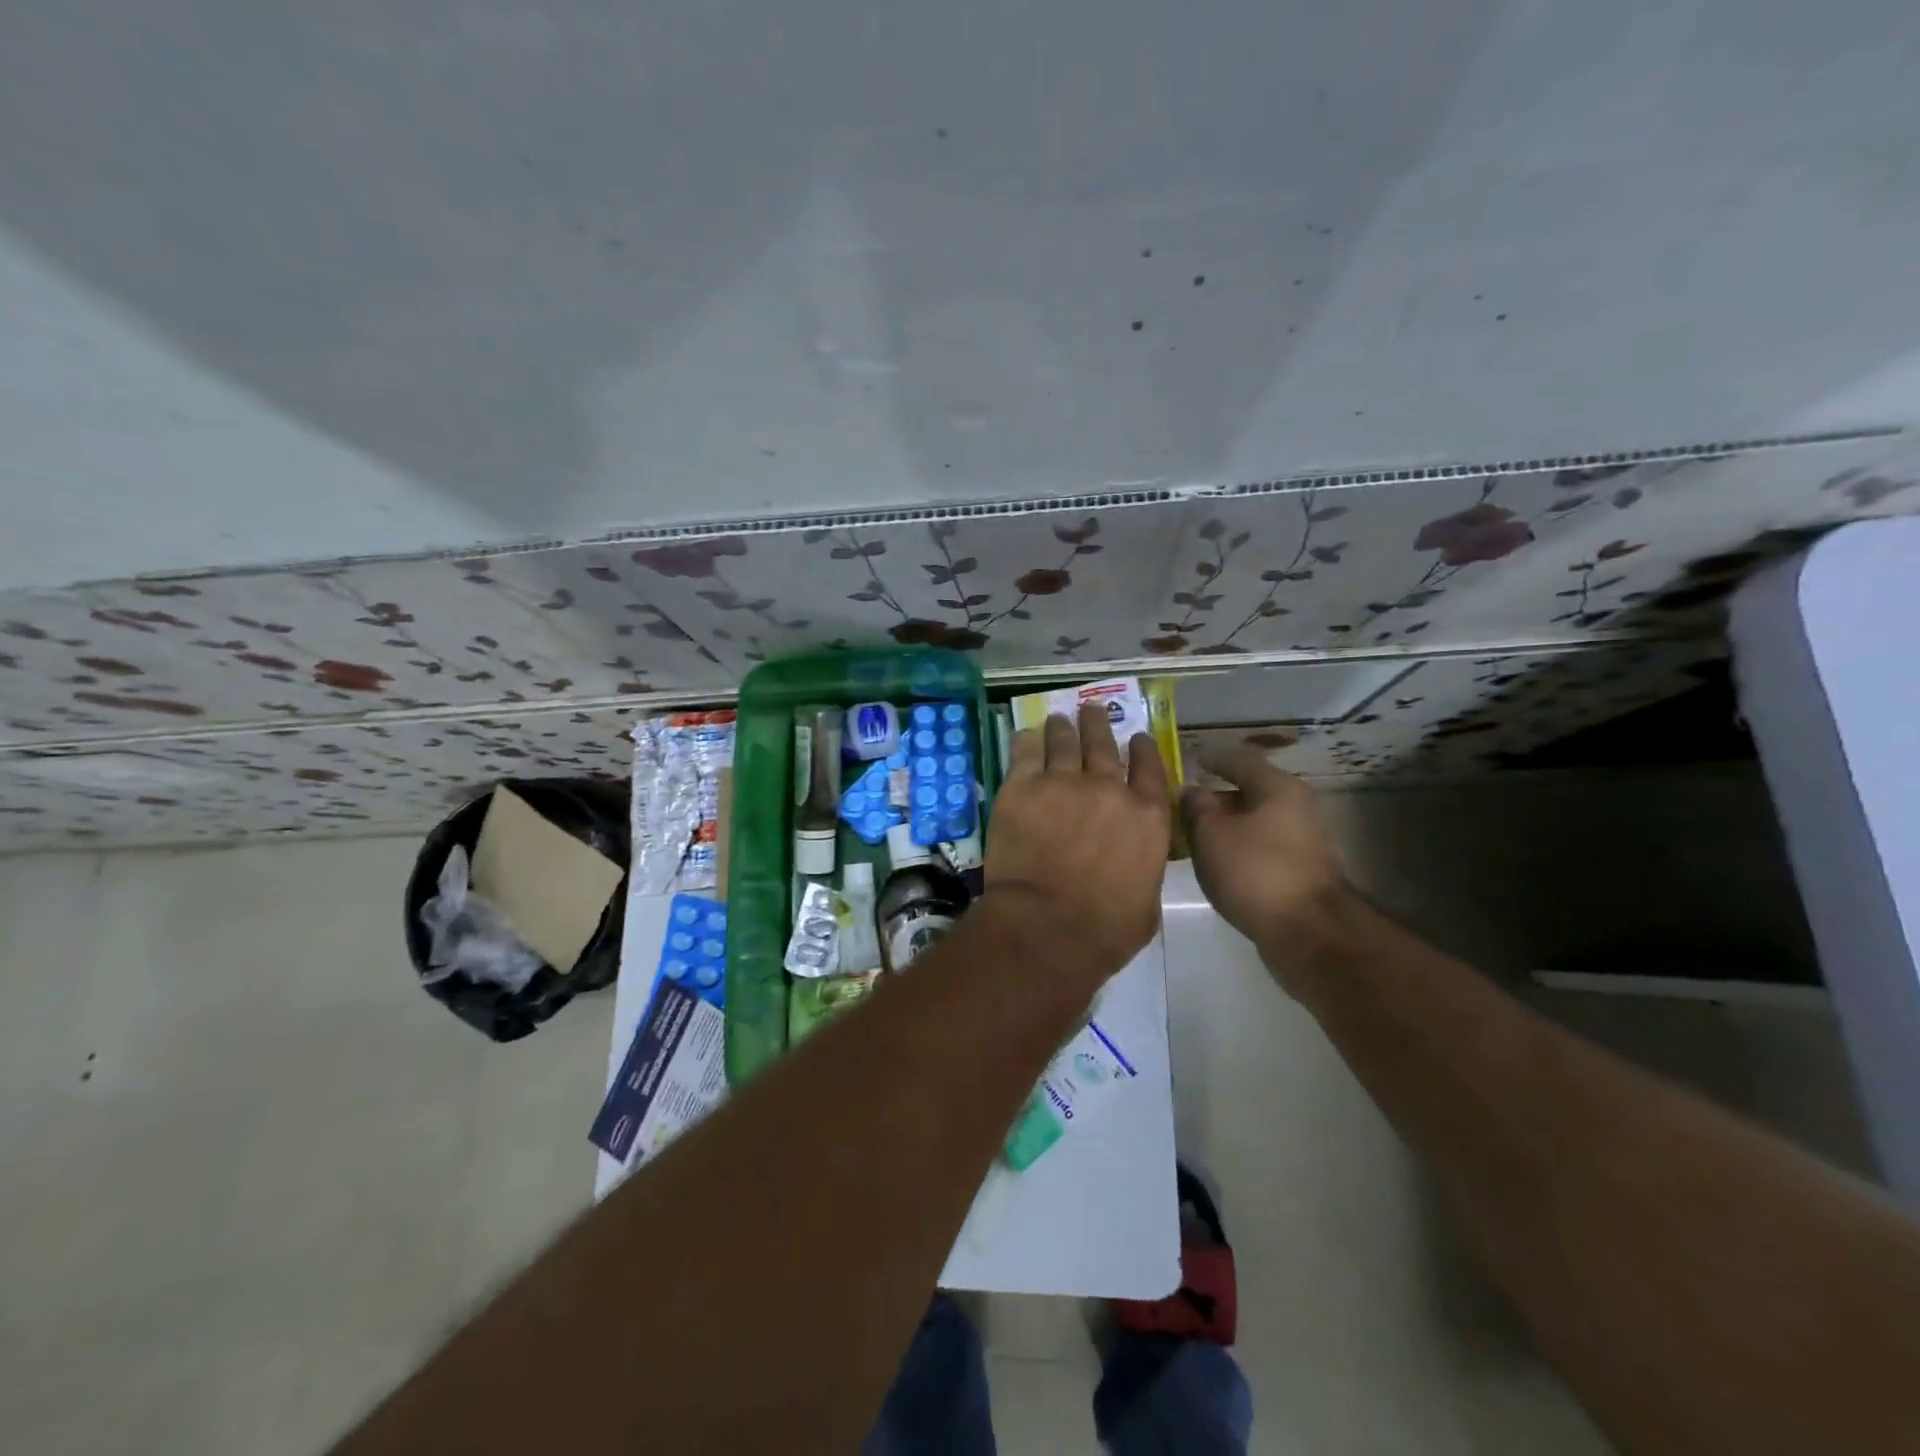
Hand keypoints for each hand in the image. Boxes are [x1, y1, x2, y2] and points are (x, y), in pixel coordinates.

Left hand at [985, 704, 1170, 981]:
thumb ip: (1144, 869)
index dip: (1143, 749)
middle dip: (1098, 724)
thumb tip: (1135, 863)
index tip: (1137, 736)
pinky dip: (1027, 741)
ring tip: (1059, 717)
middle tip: (1091, 708)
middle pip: (1103, 745)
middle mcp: (1108, 789)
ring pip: (1064, 742)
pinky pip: (1025, 753)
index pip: (1149, 769)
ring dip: (1063, 727)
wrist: (1048, 926)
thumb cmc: (1106, 929)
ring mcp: (1063, 783)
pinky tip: (1026, 734)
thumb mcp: (1147, 903)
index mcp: (1147, 816)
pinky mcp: (1022, 787)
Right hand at [1181, 747, 1350, 983]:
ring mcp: (1304, 839)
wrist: (1309, 932)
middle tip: (1184, 806)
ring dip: (1227, 825)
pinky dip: (1240, 847)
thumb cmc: (1256, 872)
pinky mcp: (1303, 869)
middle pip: (1250, 790)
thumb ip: (1196, 807)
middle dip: (1216, 797)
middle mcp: (1296, 806)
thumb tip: (1191, 791)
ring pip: (1256, 821)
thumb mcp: (1211, 834)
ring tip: (1195, 836)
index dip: (1212, 758)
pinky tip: (1219, 862)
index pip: (1239, 759)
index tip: (1191, 761)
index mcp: (1277, 787)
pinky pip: (1263, 846)